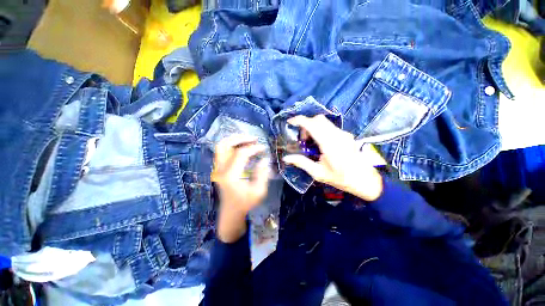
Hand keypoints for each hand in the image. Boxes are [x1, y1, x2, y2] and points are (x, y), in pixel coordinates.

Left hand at [213, 135, 270, 241]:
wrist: (231, 212)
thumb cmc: (245, 203)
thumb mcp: (258, 191)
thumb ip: (262, 174)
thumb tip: (265, 159)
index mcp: (230, 175)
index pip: (241, 154)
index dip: (253, 148)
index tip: (263, 148)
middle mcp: (220, 169)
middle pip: (224, 145)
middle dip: (240, 138)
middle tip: (253, 138)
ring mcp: (217, 168)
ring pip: (221, 146)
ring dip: (234, 140)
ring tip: (248, 139)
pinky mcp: (218, 169)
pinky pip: (222, 151)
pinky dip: (232, 145)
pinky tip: (242, 146)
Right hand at [282, 115, 382, 200]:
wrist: (366, 180)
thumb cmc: (341, 178)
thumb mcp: (318, 173)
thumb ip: (301, 163)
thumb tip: (286, 158)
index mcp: (329, 144)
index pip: (312, 124)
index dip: (299, 120)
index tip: (290, 122)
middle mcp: (337, 134)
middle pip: (318, 119)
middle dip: (306, 124)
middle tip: (302, 138)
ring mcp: (343, 133)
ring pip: (324, 122)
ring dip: (314, 127)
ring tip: (310, 142)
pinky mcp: (346, 135)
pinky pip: (330, 127)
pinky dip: (321, 130)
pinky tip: (320, 143)